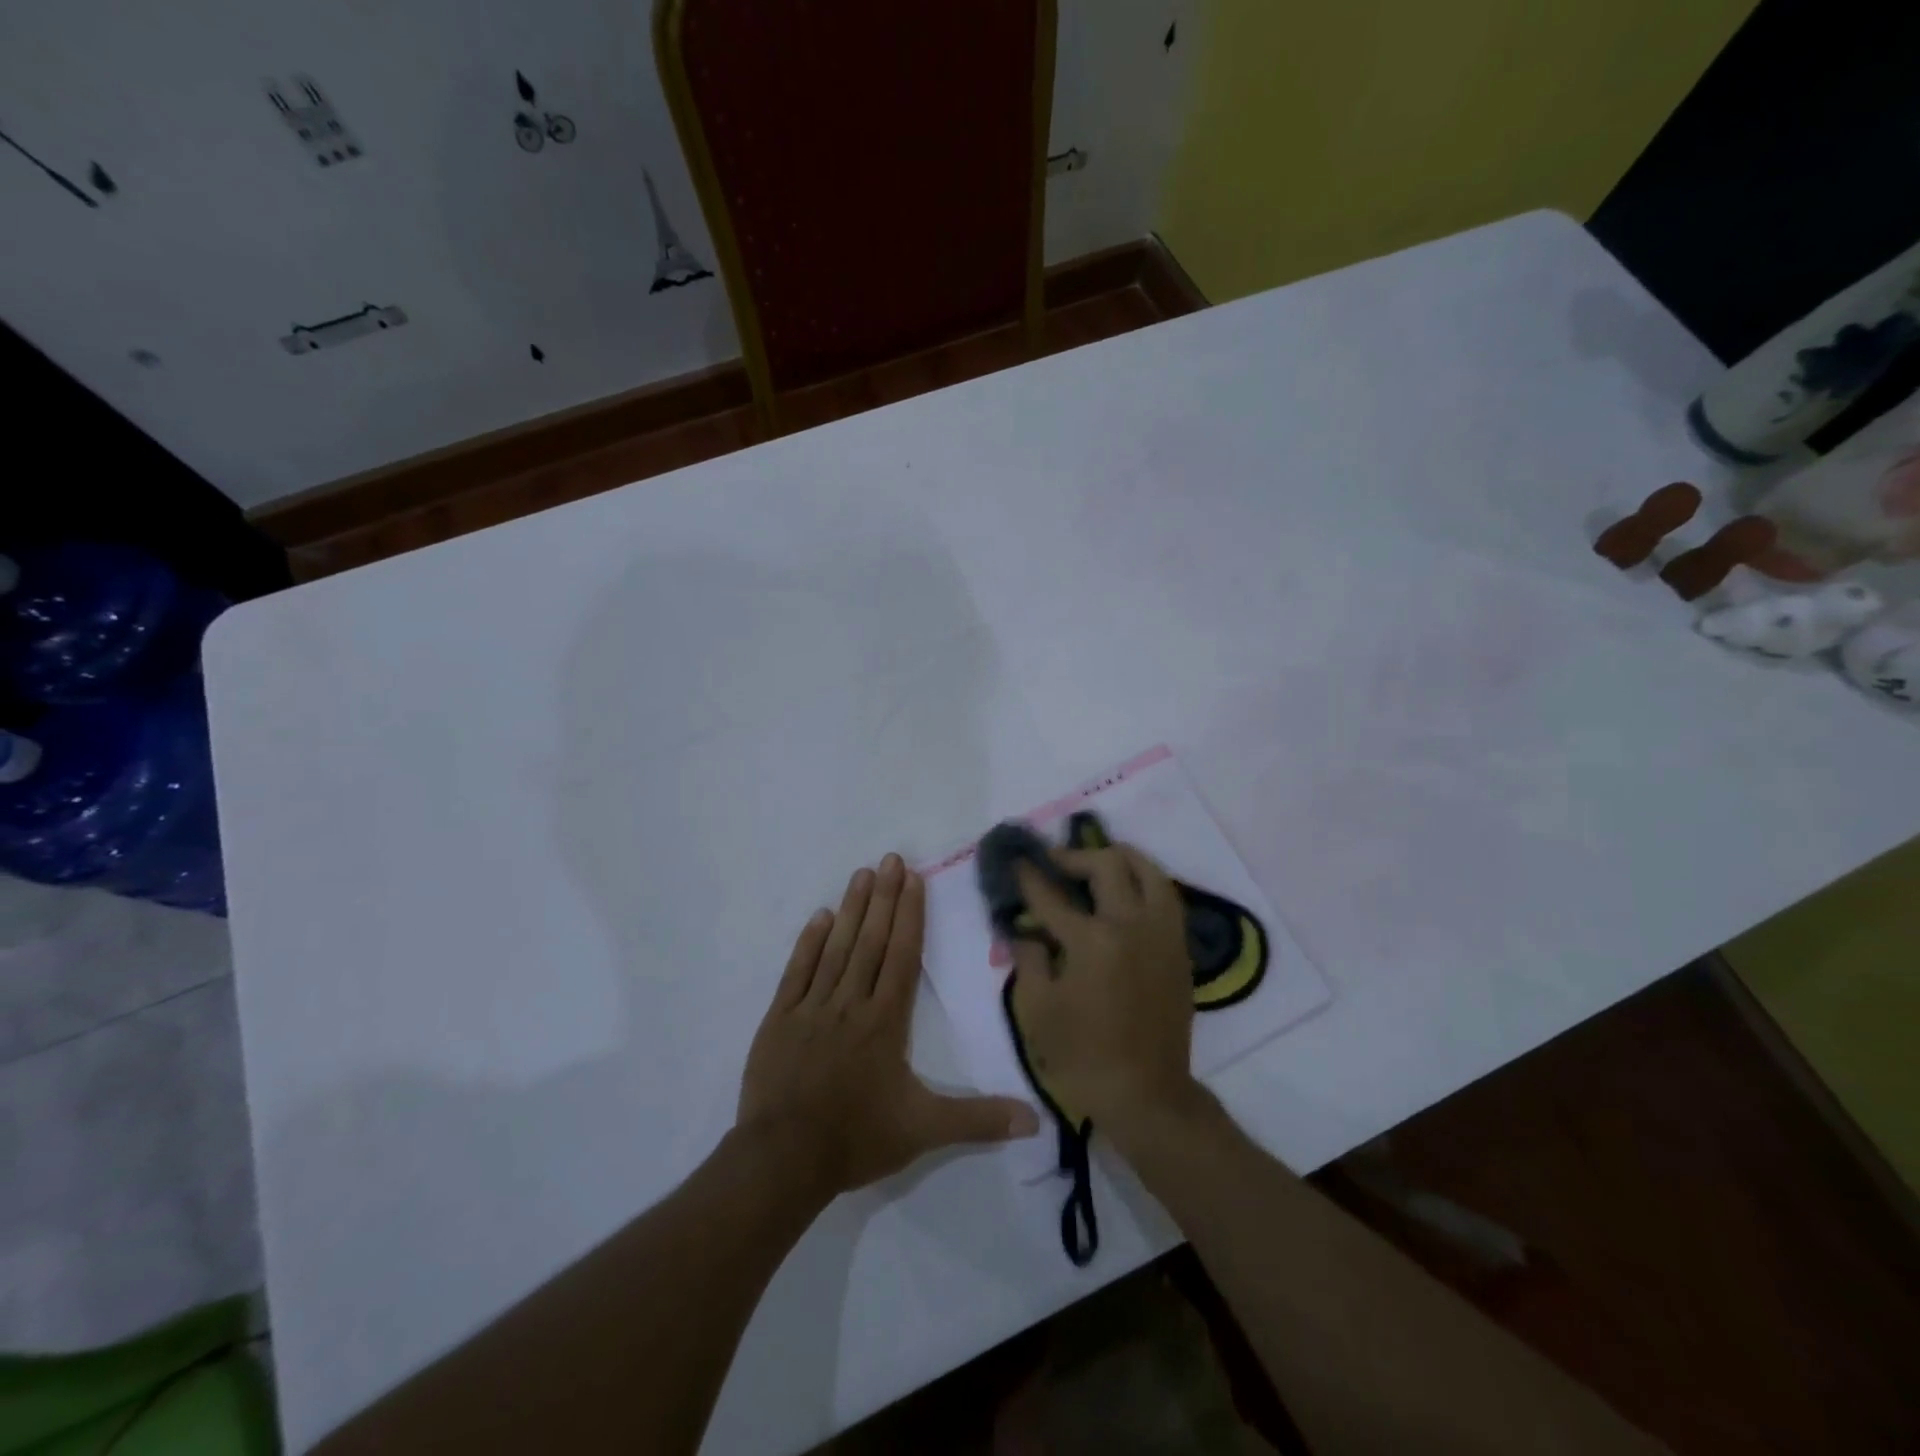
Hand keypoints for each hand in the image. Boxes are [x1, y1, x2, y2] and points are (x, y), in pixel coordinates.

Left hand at [738, 853, 1039, 1198]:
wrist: (783, 1160)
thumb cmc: (857, 1138)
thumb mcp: (924, 1131)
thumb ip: (978, 1119)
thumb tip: (1036, 1119)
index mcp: (885, 1021)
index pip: (902, 956)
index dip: (910, 915)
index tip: (913, 878)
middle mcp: (851, 1003)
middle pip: (871, 941)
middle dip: (884, 898)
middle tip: (890, 858)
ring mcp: (812, 1007)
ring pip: (836, 948)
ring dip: (851, 909)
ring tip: (862, 874)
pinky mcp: (780, 1019)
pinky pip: (797, 972)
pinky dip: (808, 943)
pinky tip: (819, 917)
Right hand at [1009, 842, 1199, 1138]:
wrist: (1145, 1095)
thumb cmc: (1082, 1056)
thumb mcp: (1036, 1010)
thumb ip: (1028, 959)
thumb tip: (1026, 931)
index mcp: (1092, 941)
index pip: (1052, 895)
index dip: (1029, 876)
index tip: (1017, 861)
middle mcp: (1131, 925)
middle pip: (1107, 865)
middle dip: (1075, 856)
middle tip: (1055, 863)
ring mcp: (1162, 934)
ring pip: (1149, 871)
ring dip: (1120, 857)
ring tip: (1098, 861)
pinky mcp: (1179, 948)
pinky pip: (1166, 896)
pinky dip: (1145, 881)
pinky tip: (1128, 890)